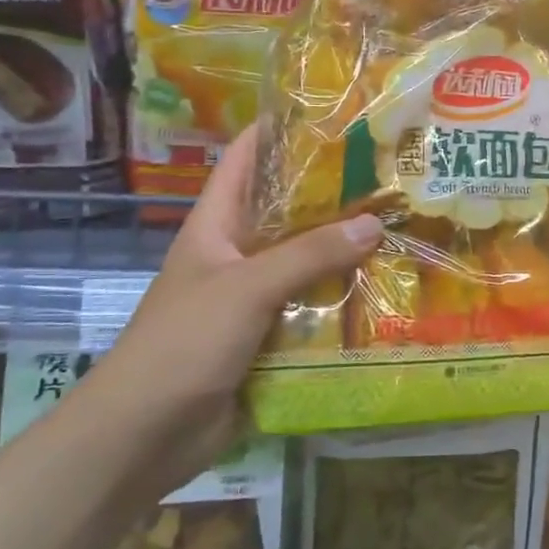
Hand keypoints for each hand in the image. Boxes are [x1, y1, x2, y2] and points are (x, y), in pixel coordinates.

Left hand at [82, 123, 382, 489]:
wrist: (145, 436)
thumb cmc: (184, 343)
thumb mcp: (247, 287)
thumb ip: (310, 254)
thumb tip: (375, 223)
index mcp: (217, 226)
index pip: (245, 160)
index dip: (279, 130)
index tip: (331, 113)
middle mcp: (238, 254)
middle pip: (289, 211)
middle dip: (334, 194)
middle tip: (391, 174)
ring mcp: (255, 298)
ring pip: (308, 262)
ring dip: (347, 251)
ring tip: (403, 227)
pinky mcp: (271, 337)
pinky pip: (313, 308)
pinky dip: (344, 300)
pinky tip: (387, 291)